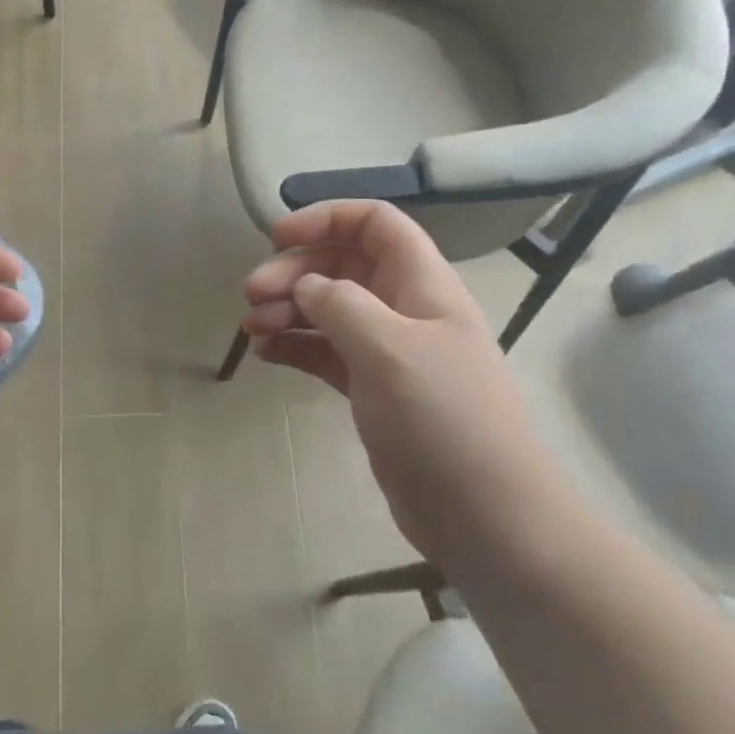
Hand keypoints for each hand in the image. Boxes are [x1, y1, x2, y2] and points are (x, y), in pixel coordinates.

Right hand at [241, 201, 556, 569]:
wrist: (484, 515)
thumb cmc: (442, 418)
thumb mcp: (389, 348)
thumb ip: (341, 304)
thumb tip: (306, 286)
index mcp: (421, 283)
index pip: (375, 224)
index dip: (327, 218)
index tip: (279, 237)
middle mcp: (404, 309)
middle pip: (342, 266)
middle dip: (294, 271)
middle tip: (251, 295)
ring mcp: (388, 352)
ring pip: (329, 310)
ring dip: (287, 309)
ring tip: (250, 328)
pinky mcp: (372, 390)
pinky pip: (325, 352)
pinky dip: (295, 346)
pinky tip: (265, 354)